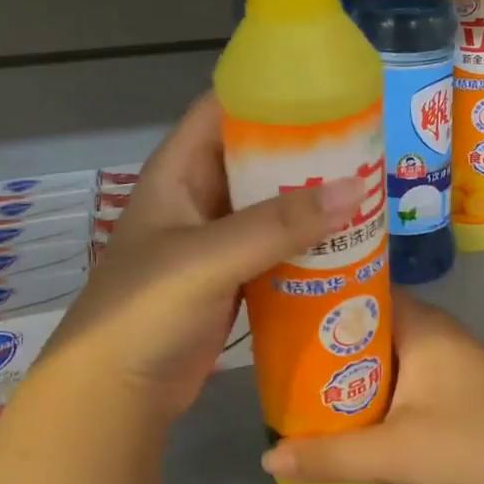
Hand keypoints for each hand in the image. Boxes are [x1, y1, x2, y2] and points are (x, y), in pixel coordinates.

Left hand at [35, 93, 365, 425]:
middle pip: (257, 155)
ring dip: (312, 198)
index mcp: (178, 171)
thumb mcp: (208, 258)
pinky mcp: (233, 276)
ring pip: (271, 204)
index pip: (224, 109)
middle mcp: (198, 196)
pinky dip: (308, 242)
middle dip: (306, 149)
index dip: (270, 92)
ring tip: (368, 188)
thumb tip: (355, 189)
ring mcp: (216, 239)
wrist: (116, 395)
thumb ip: (277, 225)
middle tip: (366, 145)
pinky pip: (277, 246)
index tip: (328, 88)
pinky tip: (348, 242)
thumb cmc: (144, 311)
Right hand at [261, 296, 483, 483]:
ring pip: (384, 347)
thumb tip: (268, 458)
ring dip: (349, 362)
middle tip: (281, 350)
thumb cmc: (468, 444)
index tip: (282, 307)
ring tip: (300, 375)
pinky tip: (345, 400)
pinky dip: (372, 378)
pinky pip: (400, 367)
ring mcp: (446, 355)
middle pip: (369, 320)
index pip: (363, 289)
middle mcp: (434, 328)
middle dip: (327, 335)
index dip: (322, 295)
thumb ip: (331, 455)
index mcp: (421, 324)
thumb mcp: (394, 452)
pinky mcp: (452, 381)